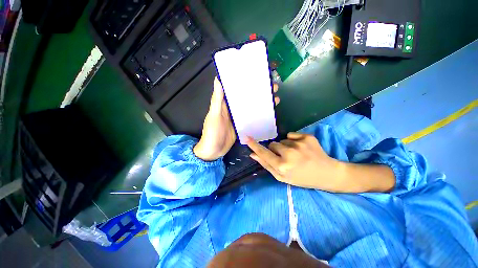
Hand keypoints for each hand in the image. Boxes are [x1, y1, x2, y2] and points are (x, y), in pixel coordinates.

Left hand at [194, 77, 279, 160]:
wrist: (214, 151)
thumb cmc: (212, 132)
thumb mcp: (214, 115)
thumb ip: (217, 100)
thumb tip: (218, 79)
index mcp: (225, 104)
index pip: (235, 90)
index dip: (245, 82)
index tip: (257, 76)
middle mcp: (232, 109)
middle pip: (246, 98)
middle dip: (258, 92)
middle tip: (272, 88)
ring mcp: (238, 118)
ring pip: (251, 108)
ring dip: (261, 103)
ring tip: (274, 99)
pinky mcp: (242, 126)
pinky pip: (251, 119)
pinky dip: (259, 115)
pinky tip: (268, 113)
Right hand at [247, 133, 344, 190]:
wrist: (327, 174)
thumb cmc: (302, 178)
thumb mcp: (282, 177)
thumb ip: (266, 165)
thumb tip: (253, 154)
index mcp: (282, 166)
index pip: (263, 152)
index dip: (254, 145)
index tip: (246, 138)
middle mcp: (289, 153)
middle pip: (272, 144)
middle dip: (275, 150)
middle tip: (286, 158)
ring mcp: (299, 144)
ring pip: (282, 140)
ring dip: (285, 146)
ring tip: (296, 155)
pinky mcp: (307, 137)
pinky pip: (291, 135)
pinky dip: (293, 141)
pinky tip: (302, 148)